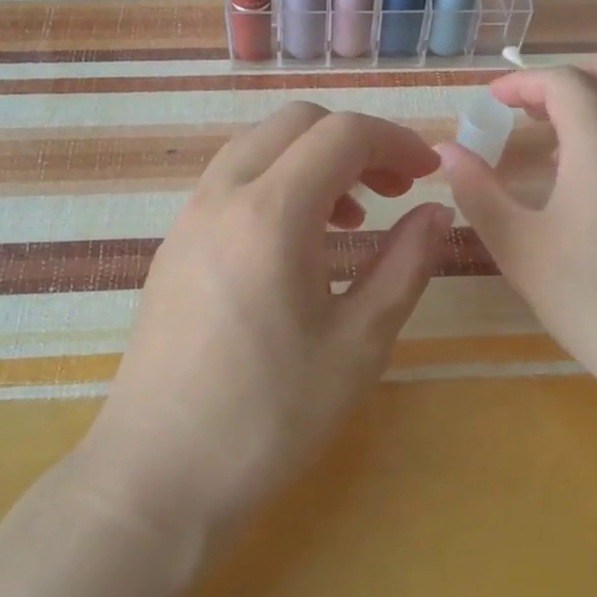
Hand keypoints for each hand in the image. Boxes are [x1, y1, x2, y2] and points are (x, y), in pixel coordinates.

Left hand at [79, 103, 451, 546]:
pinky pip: (231, 181)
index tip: (428, 173)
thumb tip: (436, 212)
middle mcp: (222, 196)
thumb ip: (405, 265)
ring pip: (258, 146)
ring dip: (312, 160)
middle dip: (354, 141)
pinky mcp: (173, 244)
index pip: (342, 134)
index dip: (396, 141)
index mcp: (271, 213)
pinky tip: (297, 244)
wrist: (159, 473)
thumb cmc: (270, 417)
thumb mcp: (358, 344)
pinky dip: (275, 183)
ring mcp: (189, 217)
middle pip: (295, 123)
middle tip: (393, 190)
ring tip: (350, 219)